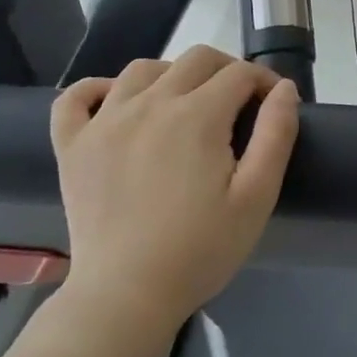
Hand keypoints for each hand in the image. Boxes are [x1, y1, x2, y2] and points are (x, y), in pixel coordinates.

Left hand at [48, 46, 300, 332]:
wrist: (127, 296)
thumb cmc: (201, 249)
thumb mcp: (257, 196)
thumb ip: (276, 134)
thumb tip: (284, 89)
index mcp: (197, 116)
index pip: (239, 74)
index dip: (265, 81)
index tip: (273, 104)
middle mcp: (149, 104)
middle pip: (195, 60)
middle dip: (227, 70)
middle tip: (239, 104)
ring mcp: (104, 122)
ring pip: (142, 68)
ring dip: (173, 74)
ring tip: (186, 104)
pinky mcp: (72, 145)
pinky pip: (76, 97)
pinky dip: (98, 88)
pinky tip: (117, 102)